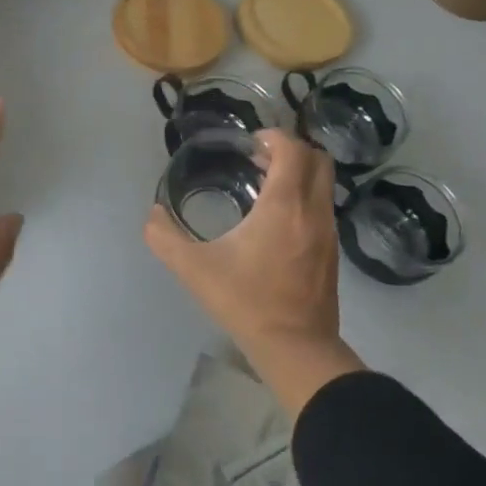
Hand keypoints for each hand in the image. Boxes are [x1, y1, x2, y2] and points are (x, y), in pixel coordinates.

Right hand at [145, 128, 362, 414]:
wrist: (296, 348)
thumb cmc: (246, 302)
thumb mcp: (194, 269)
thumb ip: (165, 238)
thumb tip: (153, 214)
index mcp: (284, 205)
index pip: (291, 149)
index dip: (273, 137)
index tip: (250, 144)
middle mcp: (313, 210)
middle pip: (317, 159)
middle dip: (290, 150)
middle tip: (259, 158)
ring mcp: (328, 232)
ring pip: (324, 184)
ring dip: (299, 174)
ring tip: (265, 186)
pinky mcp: (332, 252)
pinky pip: (323, 207)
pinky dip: (305, 197)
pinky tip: (276, 220)